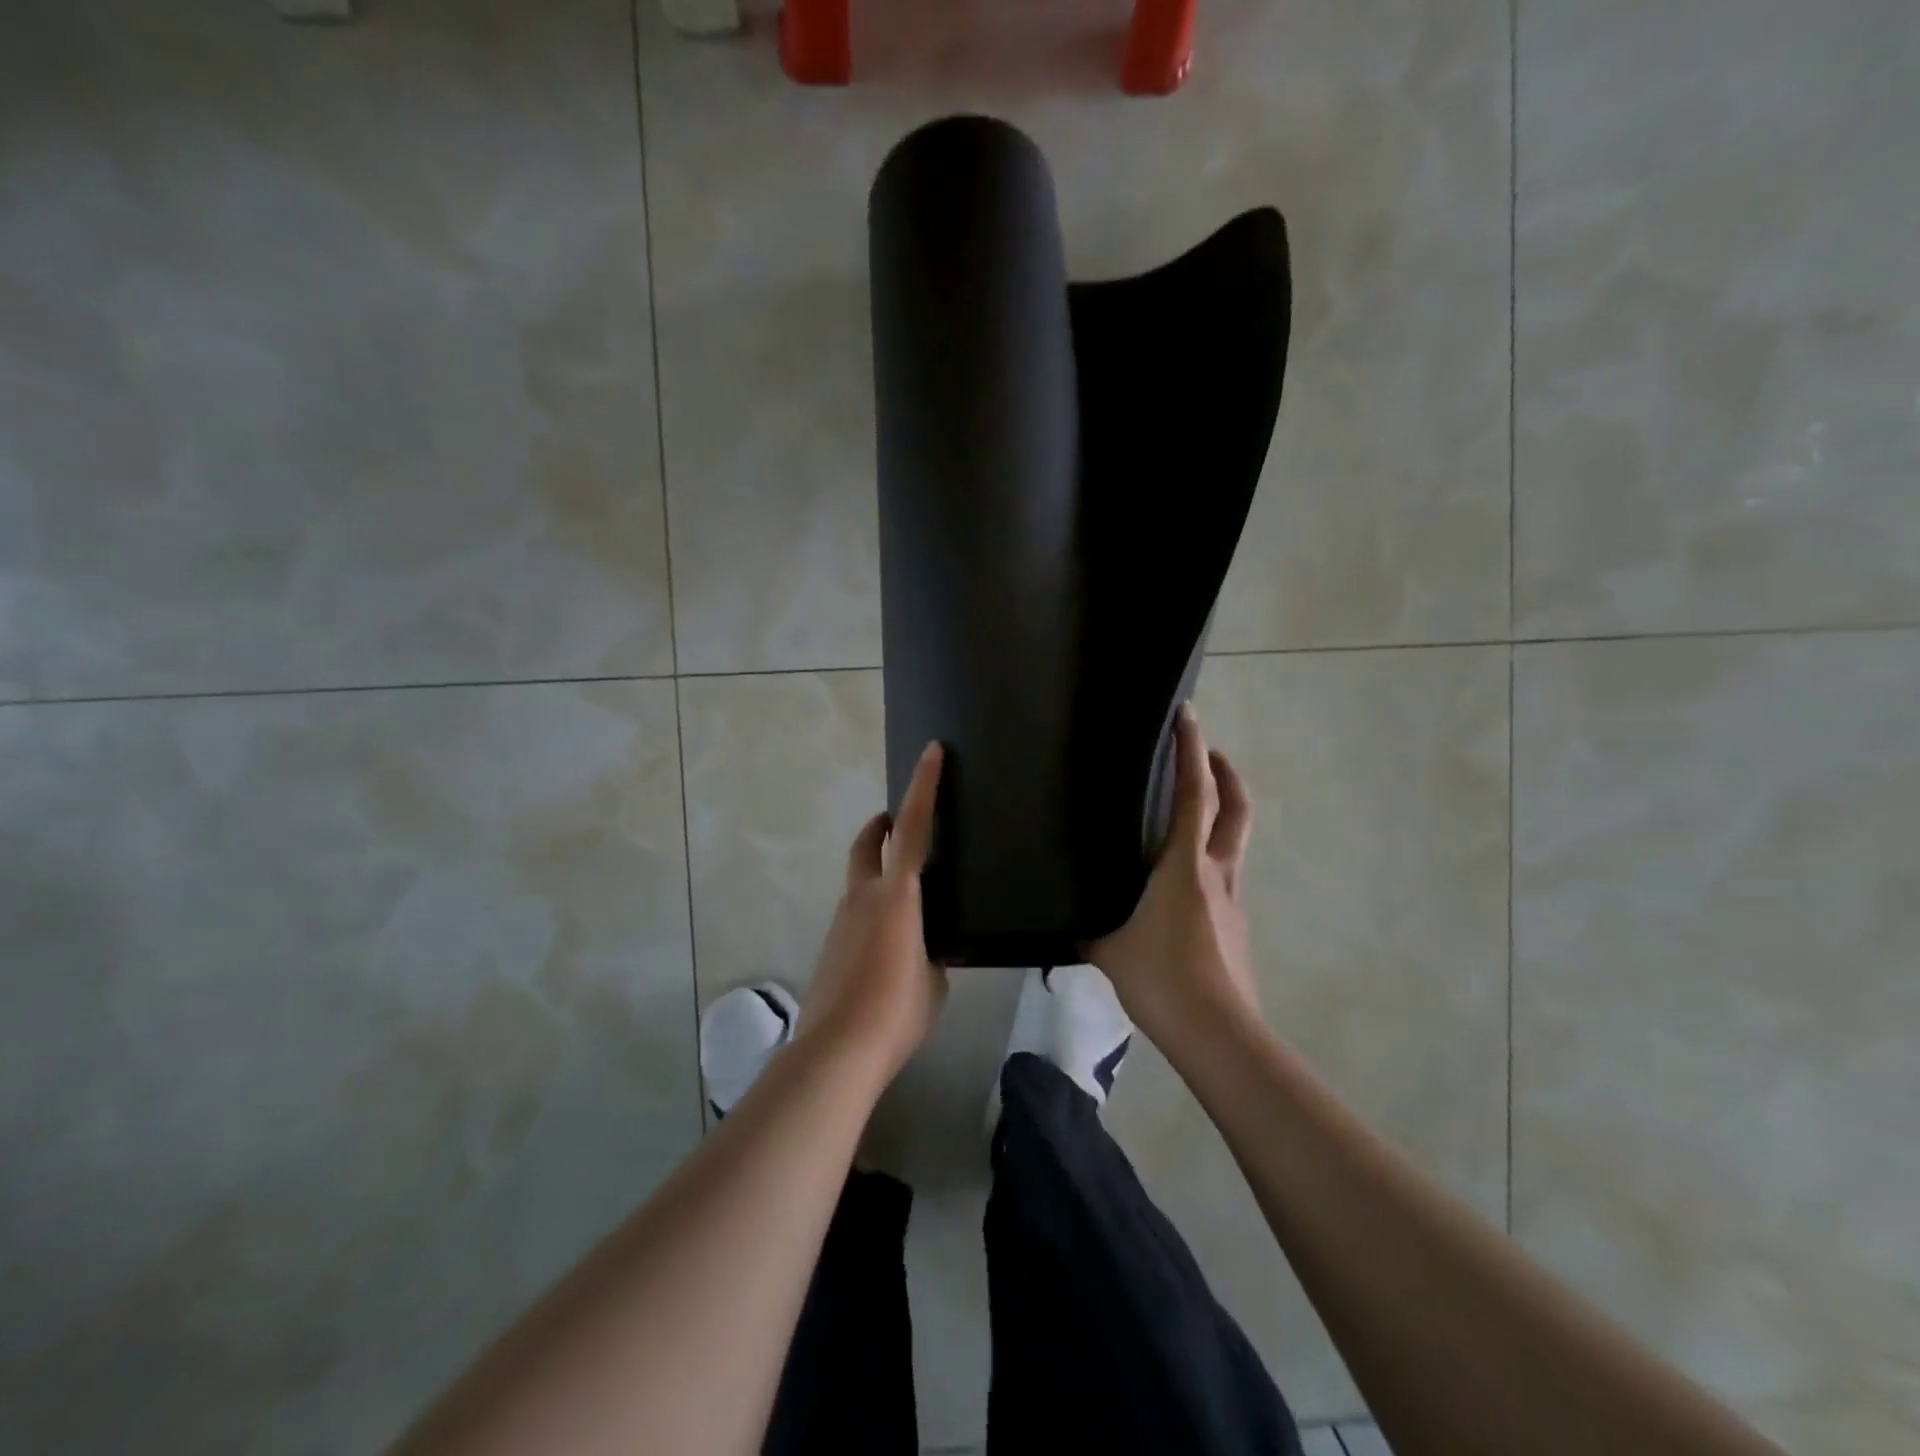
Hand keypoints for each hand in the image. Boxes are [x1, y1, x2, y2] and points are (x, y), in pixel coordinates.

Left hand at [799, 742, 947, 1079]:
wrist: (837, 1051)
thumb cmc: (896, 1010)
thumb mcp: (933, 981)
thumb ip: (931, 955)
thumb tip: (928, 952)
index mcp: (896, 895)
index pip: (913, 828)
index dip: (923, 787)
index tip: (931, 752)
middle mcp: (863, 897)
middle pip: (868, 843)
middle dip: (883, 825)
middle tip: (900, 822)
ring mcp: (841, 921)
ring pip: (859, 879)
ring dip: (878, 871)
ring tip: (908, 898)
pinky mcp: (830, 946)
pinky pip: (855, 911)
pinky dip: (872, 908)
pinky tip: (889, 942)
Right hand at [1090, 704, 1261, 1046]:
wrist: (1217, 1034)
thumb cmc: (1161, 980)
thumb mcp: (1108, 947)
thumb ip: (1086, 925)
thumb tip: (1066, 916)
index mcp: (1184, 866)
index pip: (1195, 794)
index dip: (1192, 750)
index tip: (1188, 716)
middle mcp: (1217, 872)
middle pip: (1235, 807)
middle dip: (1224, 771)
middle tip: (1204, 750)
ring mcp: (1232, 898)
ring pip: (1234, 839)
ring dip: (1222, 810)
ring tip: (1190, 808)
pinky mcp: (1235, 923)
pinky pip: (1223, 873)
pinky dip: (1209, 854)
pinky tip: (1181, 878)